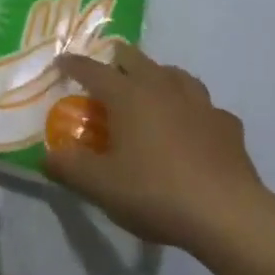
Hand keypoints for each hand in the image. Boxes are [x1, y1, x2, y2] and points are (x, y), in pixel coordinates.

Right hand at [44, 42, 274, 259]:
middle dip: (117, 60)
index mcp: (128, 96)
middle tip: (106, 73)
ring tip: (149, 90)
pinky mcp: (227, 126)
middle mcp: (163, 88)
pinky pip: (205, 107)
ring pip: (175, 74)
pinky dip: (192, 110)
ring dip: (158, 76)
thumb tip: (46, 156)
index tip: (61, 62)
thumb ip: (68, 167)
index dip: (73, 64)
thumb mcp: (99, 185)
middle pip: (136, 59)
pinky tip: (191, 126)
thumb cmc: (155, 192)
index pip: (93, 70)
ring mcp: (200, 104)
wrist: (227, 215)